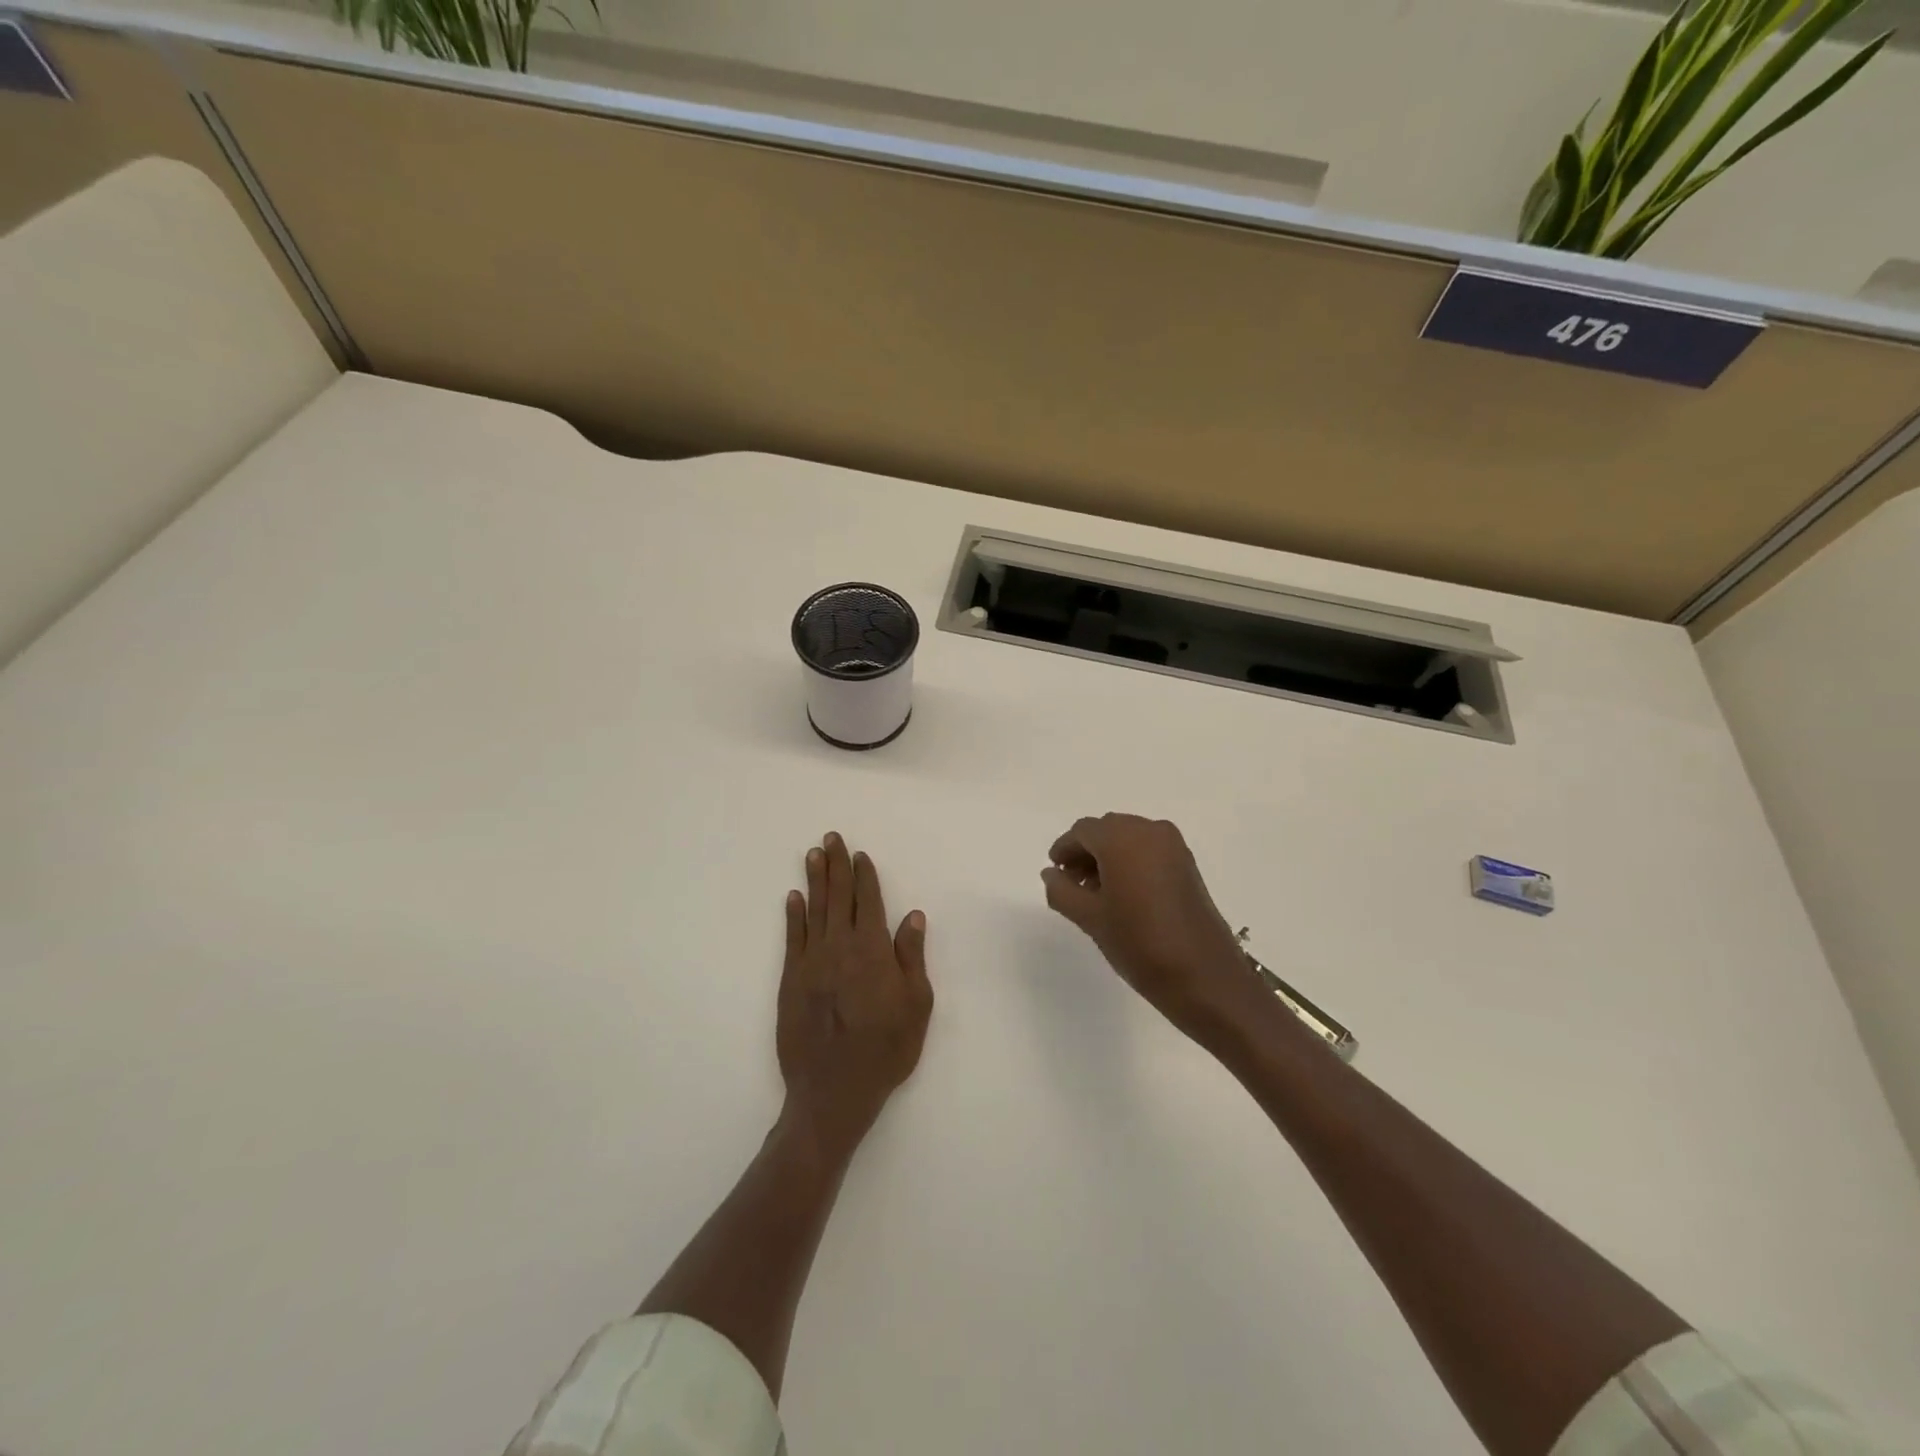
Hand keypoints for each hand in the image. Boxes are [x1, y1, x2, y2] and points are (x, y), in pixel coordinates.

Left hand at [777, 833, 934, 1159]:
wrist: (833, 1091)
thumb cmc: (885, 1050)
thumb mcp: (916, 1005)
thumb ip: (911, 957)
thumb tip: (911, 915)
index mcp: (872, 950)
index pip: (868, 901)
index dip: (864, 875)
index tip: (859, 854)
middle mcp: (839, 946)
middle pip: (838, 896)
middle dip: (835, 865)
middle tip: (830, 838)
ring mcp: (811, 961)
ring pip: (814, 910)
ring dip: (814, 880)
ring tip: (813, 854)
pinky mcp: (791, 980)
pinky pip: (792, 937)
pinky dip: (793, 915)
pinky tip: (793, 897)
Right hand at [1042, 814, 1265, 1043]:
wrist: (1204, 977)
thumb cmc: (1140, 944)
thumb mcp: (1090, 919)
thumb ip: (1062, 891)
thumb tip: (1051, 874)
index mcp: (1123, 838)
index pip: (1083, 831)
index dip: (1064, 849)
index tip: (1054, 873)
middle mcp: (1150, 831)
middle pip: (1107, 830)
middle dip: (1085, 852)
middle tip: (1070, 884)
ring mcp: (1174, 847)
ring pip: (1128, 839)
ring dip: (1107, 858)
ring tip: (1094, 894)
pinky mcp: (1188, 865)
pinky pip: (1148, 851)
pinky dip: (1130, 863)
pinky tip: (1121, 895)